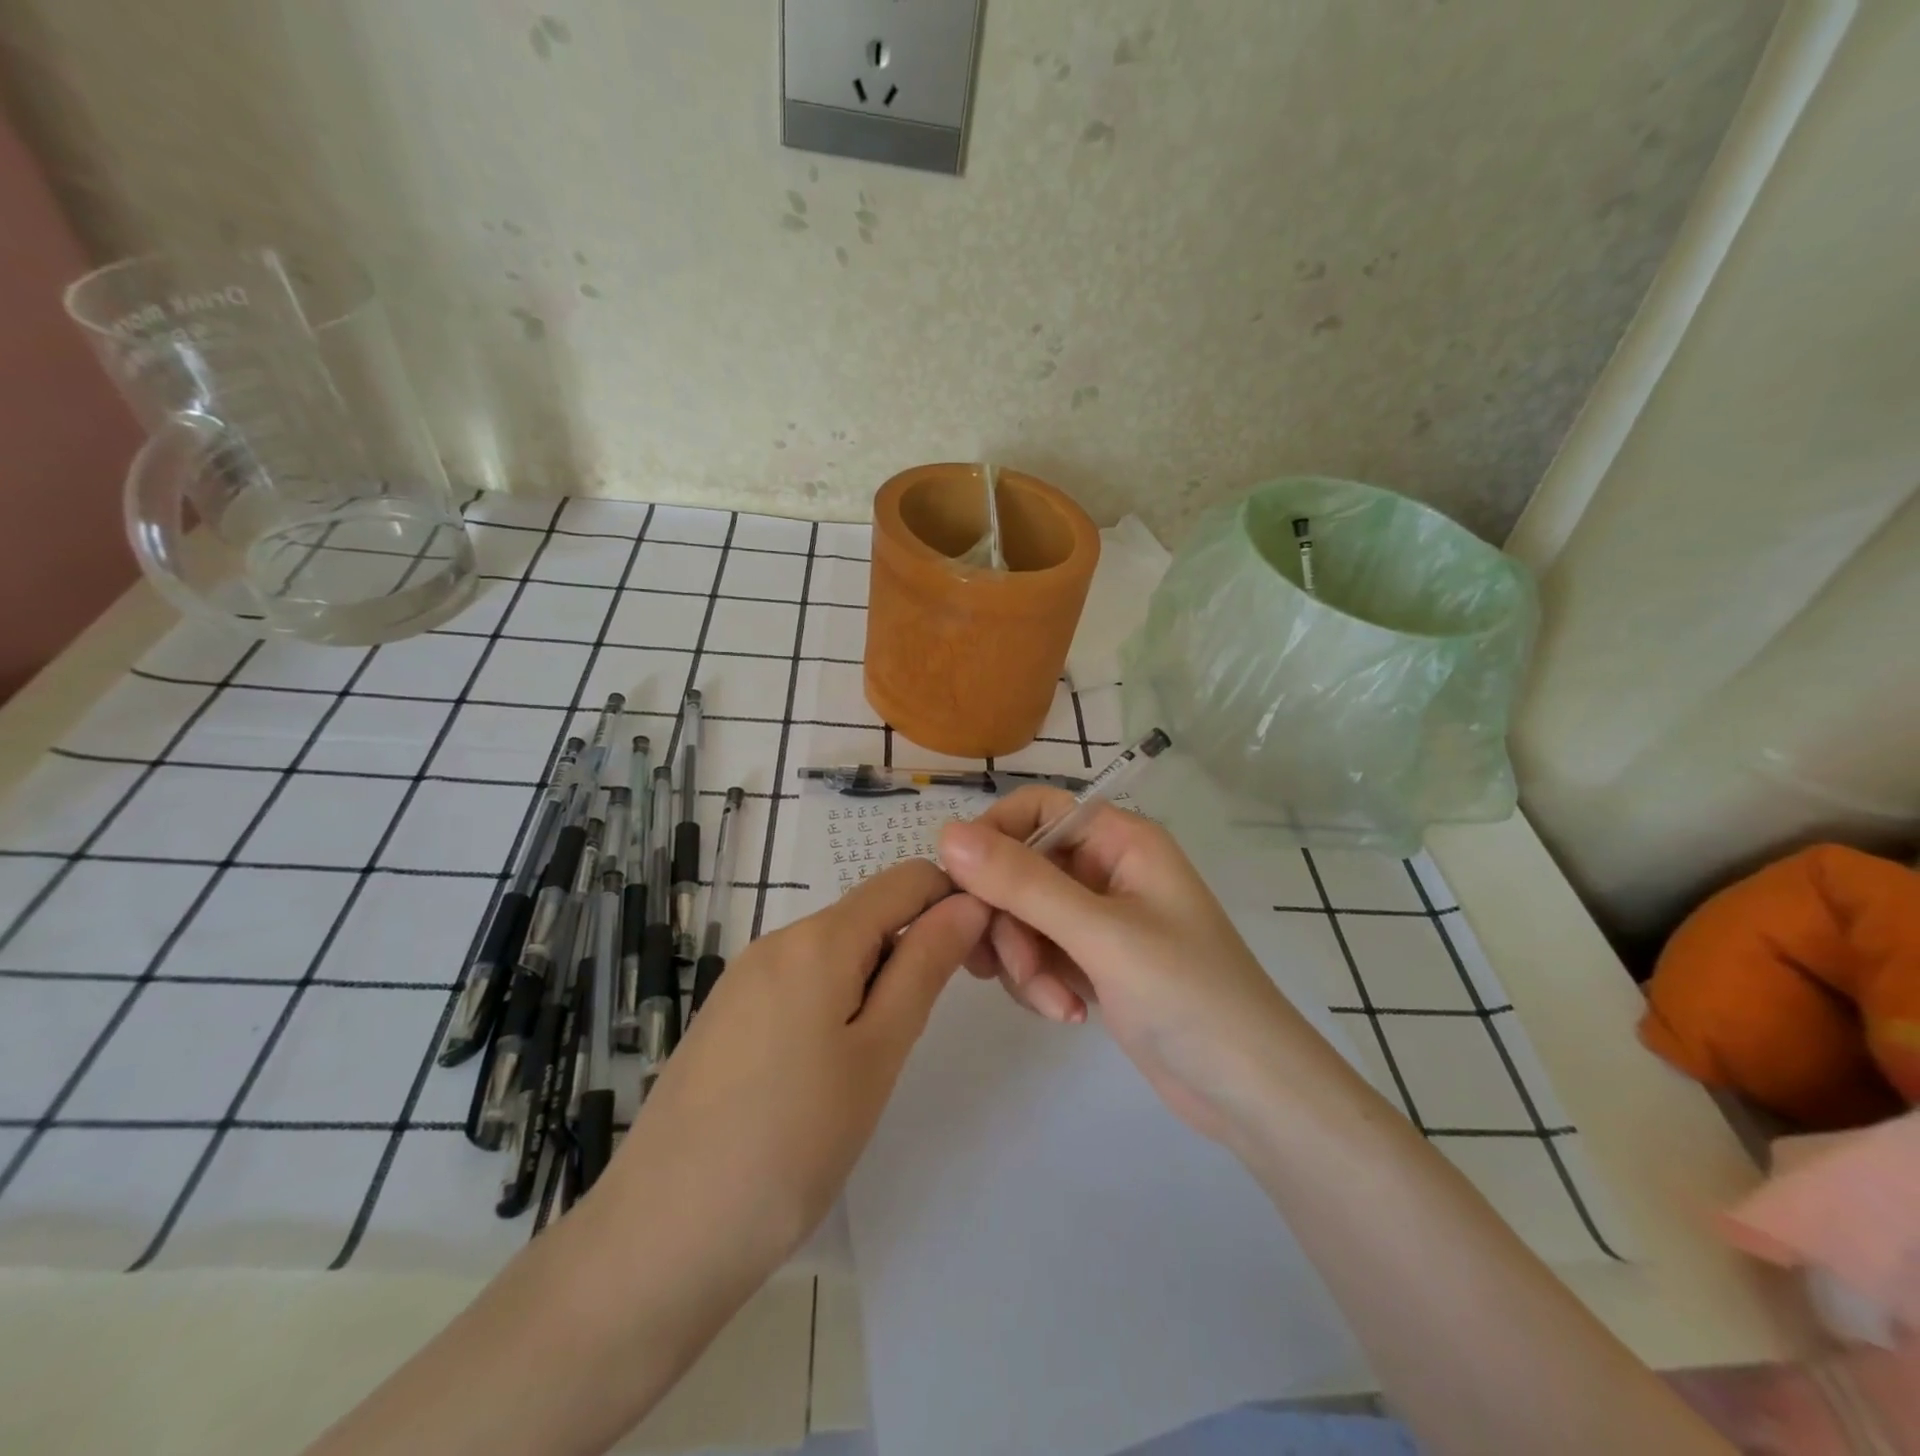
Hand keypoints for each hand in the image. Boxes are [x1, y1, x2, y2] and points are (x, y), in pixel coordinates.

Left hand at [598, 859, 988, 1266]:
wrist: (660, 1237)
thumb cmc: (791, 1146)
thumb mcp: (878, 1053)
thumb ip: (925, 967)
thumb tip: (969, 903)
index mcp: (818, 938)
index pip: (907, 879)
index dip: (953, 901)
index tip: (983, 957)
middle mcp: (777, 939)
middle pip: (869, 913)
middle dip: (915, 947)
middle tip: (928, 1025)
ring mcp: (745, 976)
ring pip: (836, 949)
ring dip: (876, 979)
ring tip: (877, 1059)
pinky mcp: (727, 1013)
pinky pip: (801, 979)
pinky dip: (836, 1000)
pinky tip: (828, 1069)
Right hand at [939, 790, 1341, 1143]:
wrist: (1250, 1093)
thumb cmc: (1189, 996)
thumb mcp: (1101, 935)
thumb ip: (1022, 883)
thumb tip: (946, 834)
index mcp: (1120, 840)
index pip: (1035, 810)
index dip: (994, 839)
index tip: (966, 888)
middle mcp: (1105, 869)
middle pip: (1019, 868)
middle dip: (1010, 922)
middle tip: (1016, 968)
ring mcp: (1097, 918)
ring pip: (1022, 916)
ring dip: (1023, 960)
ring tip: (1054, 1003)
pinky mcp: (1092, 961)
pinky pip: (1037, 952)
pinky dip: (1039, 982)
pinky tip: (1067, 1014)